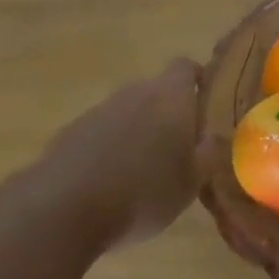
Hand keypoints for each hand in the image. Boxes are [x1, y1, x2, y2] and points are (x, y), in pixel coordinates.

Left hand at [19, 58, 203, 250]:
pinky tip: (106, 186)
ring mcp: (98, 111)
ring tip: (139, 172)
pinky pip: (97, 135)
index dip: (197, 82)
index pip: (187, 68)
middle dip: (166, 113)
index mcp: (170, 95)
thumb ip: (208, 154)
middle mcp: (134, 92)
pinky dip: (105, 151)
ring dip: (134, 132)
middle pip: (155, 91)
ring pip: (125, 113)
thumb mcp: (191, 182)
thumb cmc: (142, 192)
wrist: (62, 210)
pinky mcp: (68, 135)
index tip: (204, 105)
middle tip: (175, 147)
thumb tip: (216, 137)